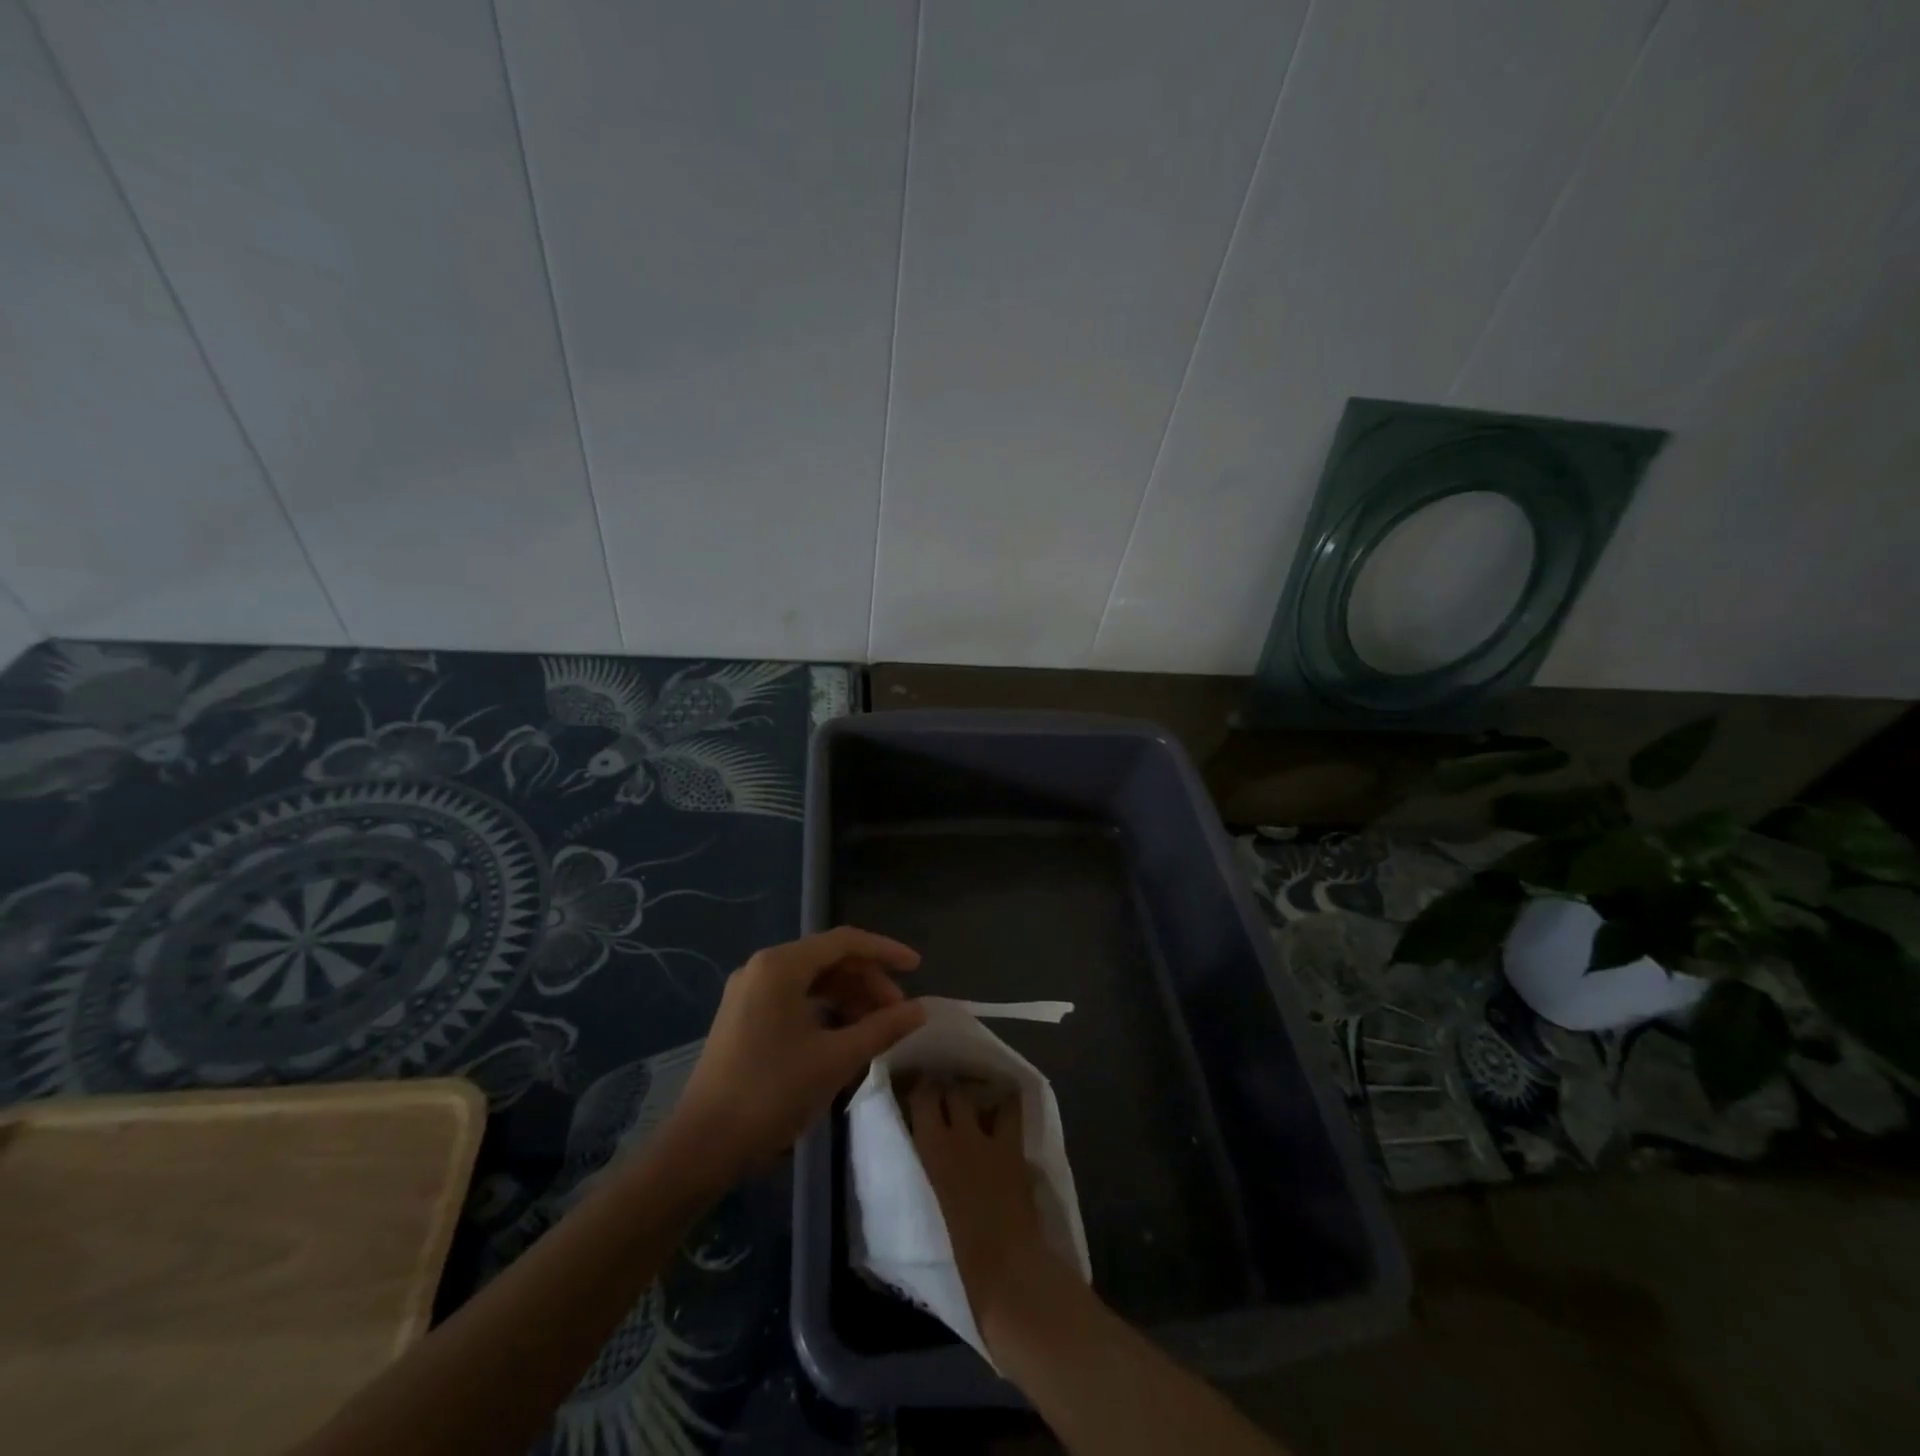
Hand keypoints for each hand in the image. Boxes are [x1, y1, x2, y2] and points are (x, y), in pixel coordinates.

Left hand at [671, 928, 925, 1173]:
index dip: (885, 952)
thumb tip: (921, 1010)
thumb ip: (882, 1029)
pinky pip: (794, 997)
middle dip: (868, 980)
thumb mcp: (835, 1059)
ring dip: (848, 996)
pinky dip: (825, 1009)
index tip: (918, 968)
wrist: (702, 1146)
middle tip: (898, 1011)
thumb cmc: (771, 1093)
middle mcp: (762, 967)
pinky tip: (844, 1034)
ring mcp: (749, 991)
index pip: (845, 942)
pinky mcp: (743, 1015)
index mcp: (781, 965)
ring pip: (812, 978)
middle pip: (828, 958)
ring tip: (876, 1026)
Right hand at [906, 1076, 1052, 1333]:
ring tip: (975, 1099)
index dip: (918, 1089)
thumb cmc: (958, 1262)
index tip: (914, 1092)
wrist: (1009, 1276)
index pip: (922, 1098)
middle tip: (942, 1094)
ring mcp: (992, 1138)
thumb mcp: (926, 1216)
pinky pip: (1012, 1112)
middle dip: (945, 1087)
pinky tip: (1003, 1111)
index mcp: (931, 1151)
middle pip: (950, 1090)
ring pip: (982, 1094)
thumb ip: (922, 1182)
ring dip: (977, 1094)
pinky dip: (1006, 1106)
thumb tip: (919, 1171)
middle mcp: (959, 1134)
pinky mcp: (1017, 1149)